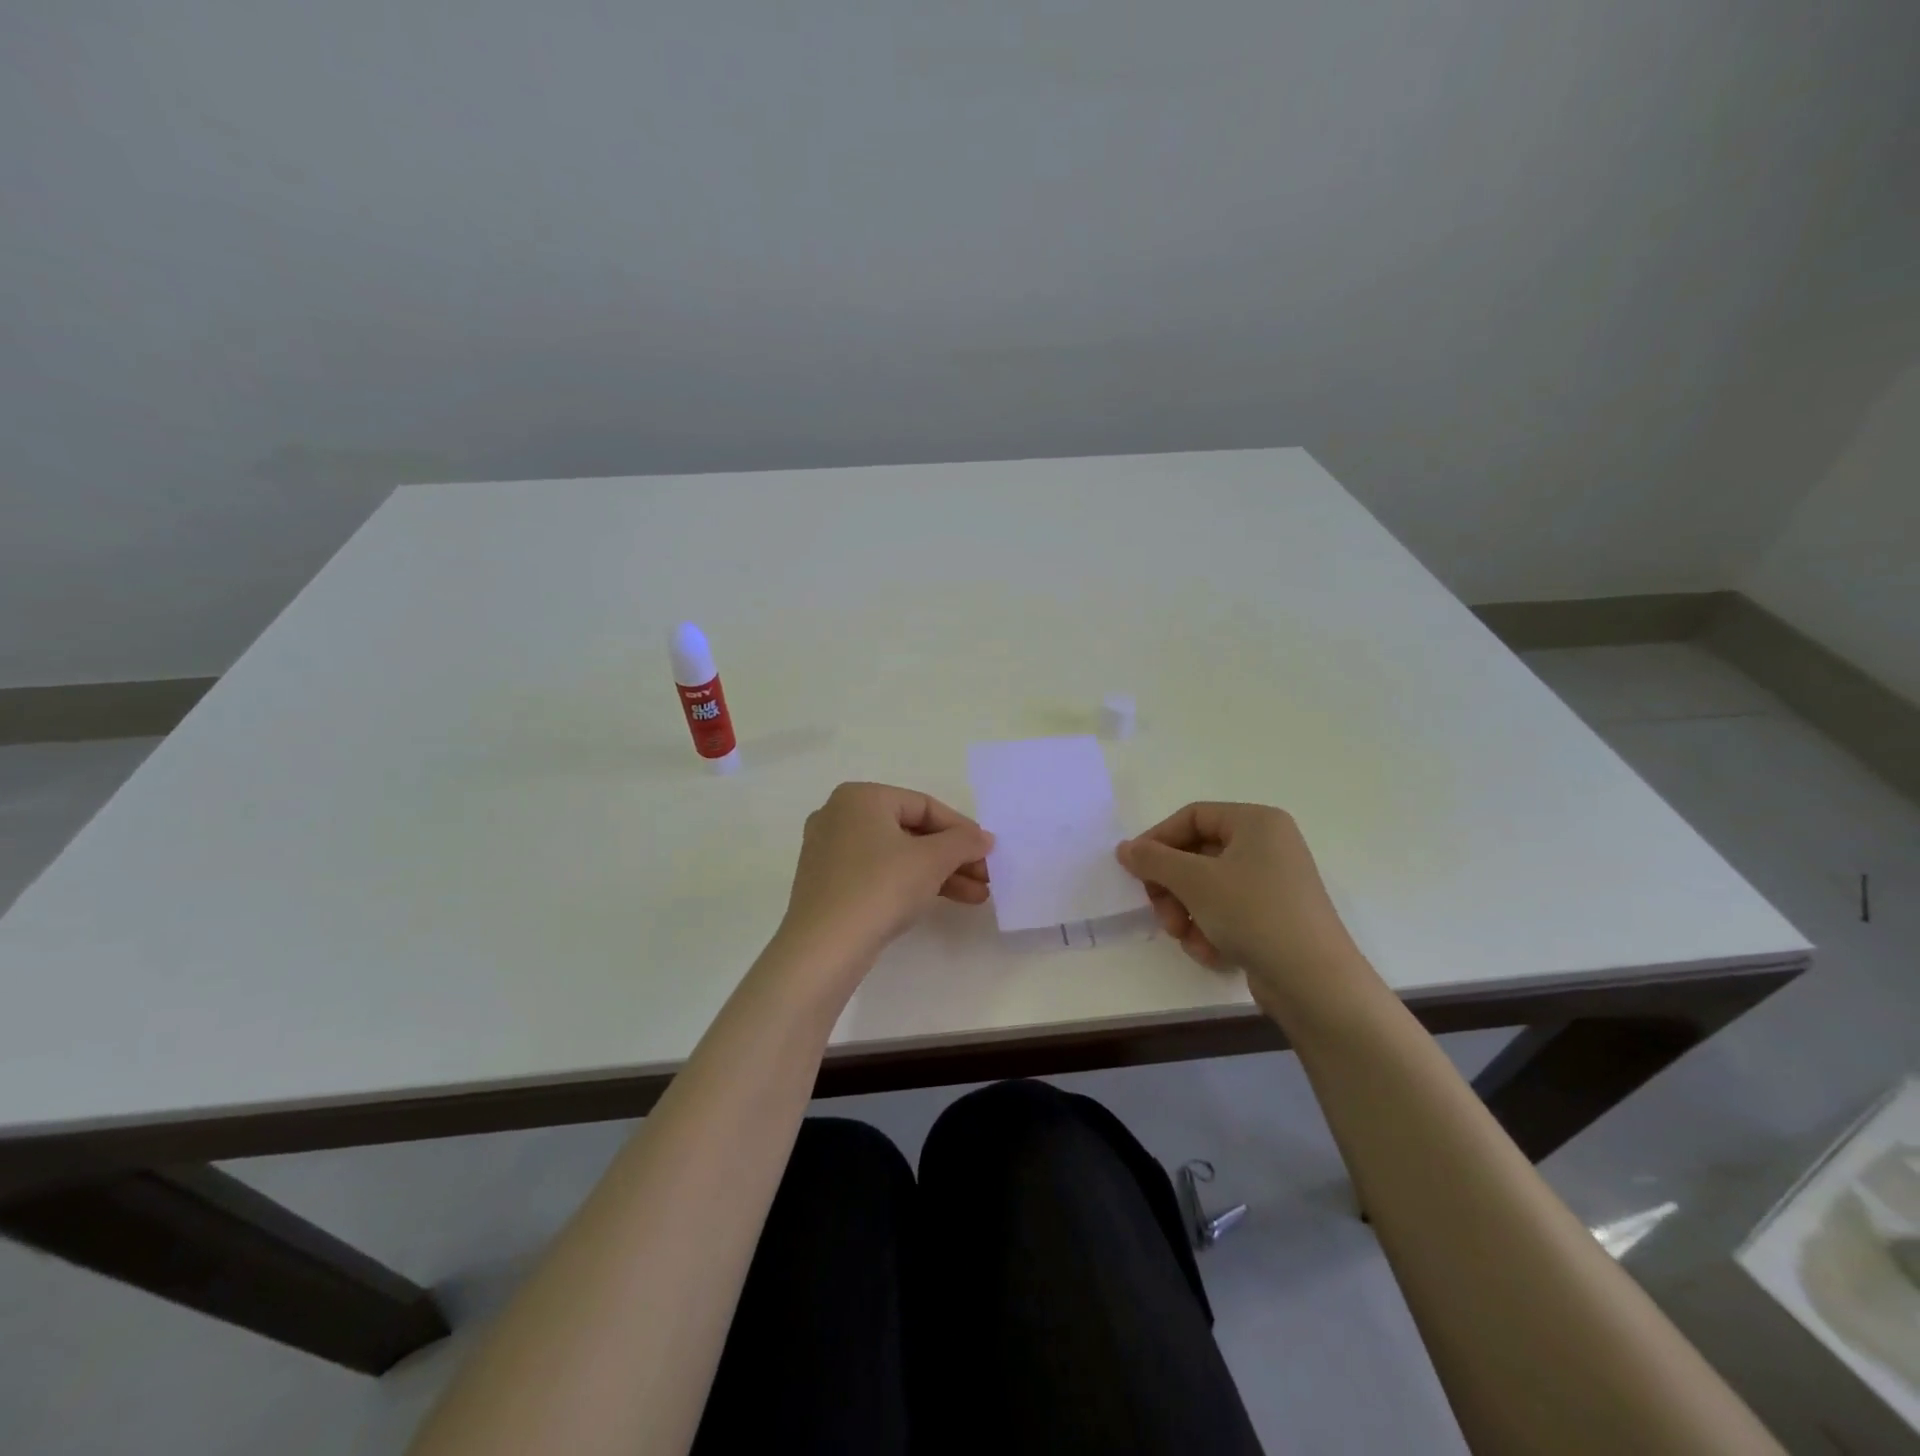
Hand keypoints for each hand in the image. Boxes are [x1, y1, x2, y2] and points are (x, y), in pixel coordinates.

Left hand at [777, 782, 993, 971]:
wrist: (825, 948)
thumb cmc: (880, 887)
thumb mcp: (931, 860)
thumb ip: (963, 842)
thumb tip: (983, 838)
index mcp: (861, 797)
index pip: (924, 805)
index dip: (961, 829)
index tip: (988, 851)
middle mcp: (840, 816)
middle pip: (911, 831)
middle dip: (952, 856)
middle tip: (985, 876)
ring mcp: (829, 851)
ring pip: (897, 855)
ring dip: (938, 873)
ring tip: (976, 896)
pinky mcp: (828, 884)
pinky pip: (878, 873)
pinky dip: (910, 883)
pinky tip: (940, 901)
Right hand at [1115, 802, 1368, 1020]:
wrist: (1314, 982)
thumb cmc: (1253, 913)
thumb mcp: (1194, 881)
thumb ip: (1153, 859)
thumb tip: (1124, 848)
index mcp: (1256, 822)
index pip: (1193, 816)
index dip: (1158, 840)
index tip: (1134, 869)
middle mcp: (1268, 846)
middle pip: (1197, 855)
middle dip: (1172, 887)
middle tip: (1161, 913)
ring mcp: (1273, 883)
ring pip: (1208, 888)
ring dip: (1187, 913)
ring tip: (1186, 938)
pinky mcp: (1274, 918)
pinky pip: (1227, 912)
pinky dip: (1210, 930)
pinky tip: (1209, 952)